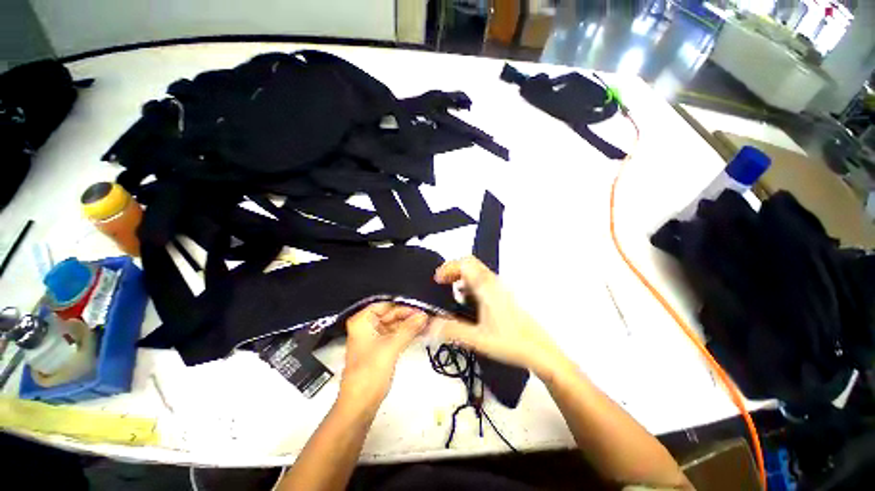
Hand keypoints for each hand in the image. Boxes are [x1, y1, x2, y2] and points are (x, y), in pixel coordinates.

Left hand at [340, 302, 427, 406]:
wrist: (360, 405)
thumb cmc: (370, 372)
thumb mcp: (391, 347)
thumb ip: (409, 329)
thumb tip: (424, 314)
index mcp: (362, 321)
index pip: (385, 304)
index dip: (402, 305)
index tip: (420, 306)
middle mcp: (367, 326)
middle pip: (390, 314)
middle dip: (408, 315)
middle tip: (428, 315)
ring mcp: (374, 337)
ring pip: (394, 325)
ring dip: (410, 325)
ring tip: (428, 322)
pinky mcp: (381, 348)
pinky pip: (395, 335)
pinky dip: (407, 334)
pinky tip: (421, 332)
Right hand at [432, 257, 565, 377]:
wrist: (540, 351)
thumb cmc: (512, 342)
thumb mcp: (477, 339)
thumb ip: (451, 330)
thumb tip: (429, 326)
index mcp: (487, 287)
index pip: (465, 263)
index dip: (448, 267)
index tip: (438, 280)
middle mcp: (494, 283)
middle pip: (471, 264)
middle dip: (453, 271)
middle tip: (442, 284)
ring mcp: (500, 288)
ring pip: (477, 273)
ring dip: (462, 278)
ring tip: (452, 295)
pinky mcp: (503, 296)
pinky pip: (483, 282)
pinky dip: (470, 285)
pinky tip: (468, 304)